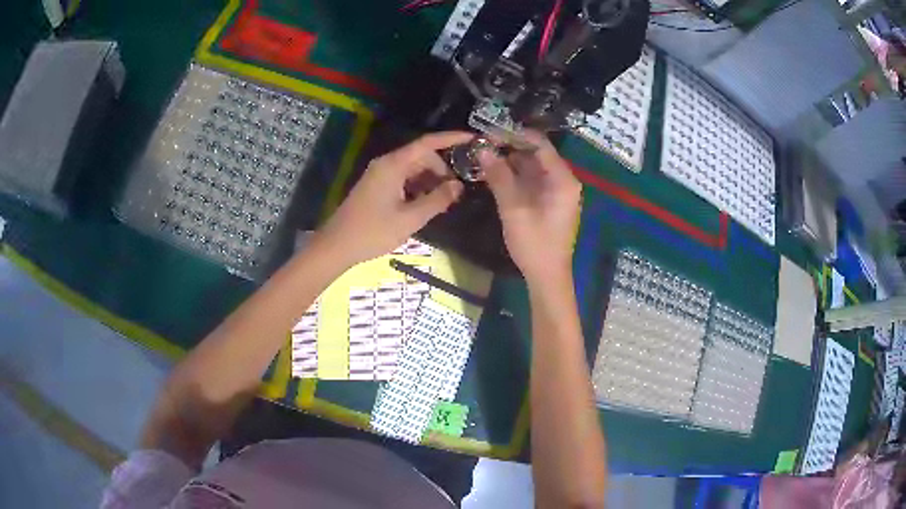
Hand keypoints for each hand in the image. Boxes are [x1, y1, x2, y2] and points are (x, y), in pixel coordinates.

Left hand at [317, 131, 471, 265]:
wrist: (337, 246)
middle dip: (442, 169)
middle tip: (457, 191)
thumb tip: (458, 186)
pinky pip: (404, 179)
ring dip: (431, 180)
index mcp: (393, 165)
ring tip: (445, 200)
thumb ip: (437, 200)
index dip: (451, 138)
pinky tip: (427, 204)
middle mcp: (387, 164)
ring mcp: (380, 175)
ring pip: (413, 169)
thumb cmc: (373, 231)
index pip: (427, 143)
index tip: (473, 139)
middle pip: (421, 156)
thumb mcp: (410, 218)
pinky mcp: (377, 187)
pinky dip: (418, 187)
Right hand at [479, 131, 580, 282]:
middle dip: (509, 148)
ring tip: (484, 158)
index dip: (515, 135)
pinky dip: (514, 176)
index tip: (489, 133)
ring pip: (532, 167)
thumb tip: (482, 149)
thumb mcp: (513, 208)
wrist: (547, 276)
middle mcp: (563, 180)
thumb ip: (499, 176)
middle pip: (536, 153)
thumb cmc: (534, 243)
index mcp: (562, 179)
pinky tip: (494, 175)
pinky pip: (532, 181)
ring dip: (510, 162)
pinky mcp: (549, 202)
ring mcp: (556, 191)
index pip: (540, 143)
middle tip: (482, 146)